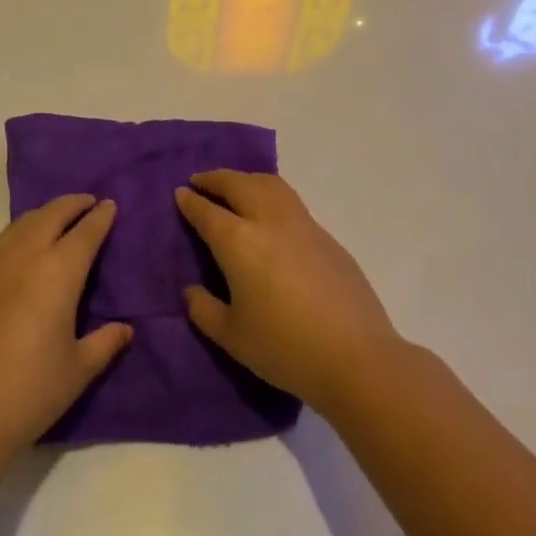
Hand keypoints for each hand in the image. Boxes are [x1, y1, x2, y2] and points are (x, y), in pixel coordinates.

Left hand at [0, 195, 132, 452]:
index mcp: (57, 273)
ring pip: (18, 226)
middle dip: (71, 204)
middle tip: (86, 201)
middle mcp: (23, 259)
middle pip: (49, 216)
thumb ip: (105, 343)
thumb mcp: (78, 370)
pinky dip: (16, 240)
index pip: (85, 233)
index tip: (109, 205)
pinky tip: (18, 259)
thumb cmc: (29, 391)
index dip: (100, 217)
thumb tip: (125, 329)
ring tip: (54, 218)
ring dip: (41, 216)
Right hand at [177, 171, 401, 410]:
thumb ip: (204, 309)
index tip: (180, 193)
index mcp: (239, 242)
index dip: (190, 201)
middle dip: (216, 179)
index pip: (207, 211)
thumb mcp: (231, 336)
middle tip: (201, 181)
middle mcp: (269, 222)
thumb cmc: (284, 348)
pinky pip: (291, 202)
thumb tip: (192, 290)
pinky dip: (271, 195)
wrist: (356, 356)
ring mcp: (303, 225)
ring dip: (246, 179)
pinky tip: (270, 216)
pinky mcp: (327, 237)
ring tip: (235, 187)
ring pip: (270, 184)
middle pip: (239, 184)